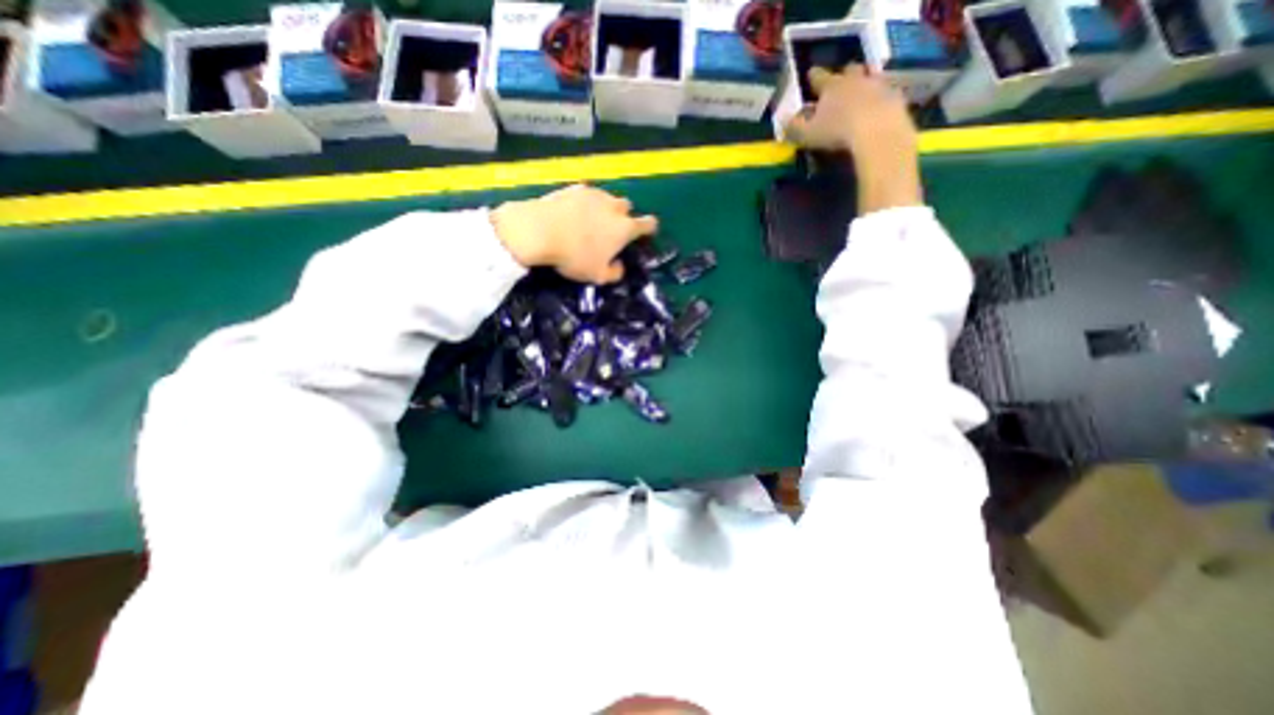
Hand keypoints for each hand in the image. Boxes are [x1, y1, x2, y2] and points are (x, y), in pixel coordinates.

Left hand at [492, 185, 663, 284]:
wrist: (540, 230)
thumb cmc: (574, 257)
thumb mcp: (597, 276)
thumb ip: (615, 273)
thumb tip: (619, 266)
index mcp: (625, 228)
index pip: (648, 224)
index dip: (650, 228)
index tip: (646, 232)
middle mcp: (614, 207)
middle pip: (627, 207)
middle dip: (624, 216)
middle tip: (611, 230)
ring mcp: (594, 194)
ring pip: (607, 198)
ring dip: (605, 208)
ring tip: (591, 221)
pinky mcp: (574, 188)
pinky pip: (587, 194)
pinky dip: (585, 203)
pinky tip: (574, 212)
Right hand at [783, 63, 921, 210]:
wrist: (878, 132)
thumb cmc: (837, 132)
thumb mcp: (808, 134)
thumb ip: (794, 128)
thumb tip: (783, 122)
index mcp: (832, 86)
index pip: (819, 77)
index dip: (813, 77)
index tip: (810, 76)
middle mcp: (855, 80)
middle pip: (850, 70)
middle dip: (844, 75)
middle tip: (841, 82)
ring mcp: (878, 86)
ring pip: (871, 78)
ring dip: (866, 83)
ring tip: (862, 93)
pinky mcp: (895, 97)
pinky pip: (887, 93)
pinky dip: (881, 98)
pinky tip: (878, 108)